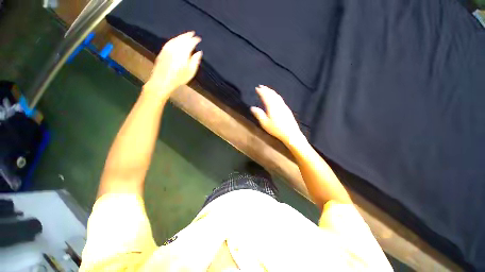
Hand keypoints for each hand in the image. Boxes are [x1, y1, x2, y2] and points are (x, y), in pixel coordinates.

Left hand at [144, 31, 202, 100]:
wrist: (162, 81)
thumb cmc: (179, 78)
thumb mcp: (190, 72)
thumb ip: (195, 61)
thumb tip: (199, 52)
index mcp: (183, 53)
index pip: (190, 43)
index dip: (195, 40)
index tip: (199, 39)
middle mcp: (175, 48)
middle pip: (182, 39)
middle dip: (188, 35)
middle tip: (193, 34)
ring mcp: (168, 48)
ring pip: (176, 39)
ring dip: (182, 36)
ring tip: (186, 35)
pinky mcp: (163, 50)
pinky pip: (170, 41)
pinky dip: (175, 39)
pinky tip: (177, 40)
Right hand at [251, 85, 304, 145]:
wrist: (291, 133)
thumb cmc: (276, 129)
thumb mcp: (265, 123)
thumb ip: (259, 114)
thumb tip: (252, 107)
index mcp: (272, 107)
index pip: (266, 96)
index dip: (261, 91)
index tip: (257, 88)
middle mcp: (278, 104)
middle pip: (272, 94)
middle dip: (266, 89)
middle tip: (261, 86)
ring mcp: (284, 106)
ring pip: (277, 96)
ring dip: (271, 91)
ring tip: (267, 89)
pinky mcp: (287, 109)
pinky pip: (280, 99)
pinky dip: (276, 95)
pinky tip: (276, 97)